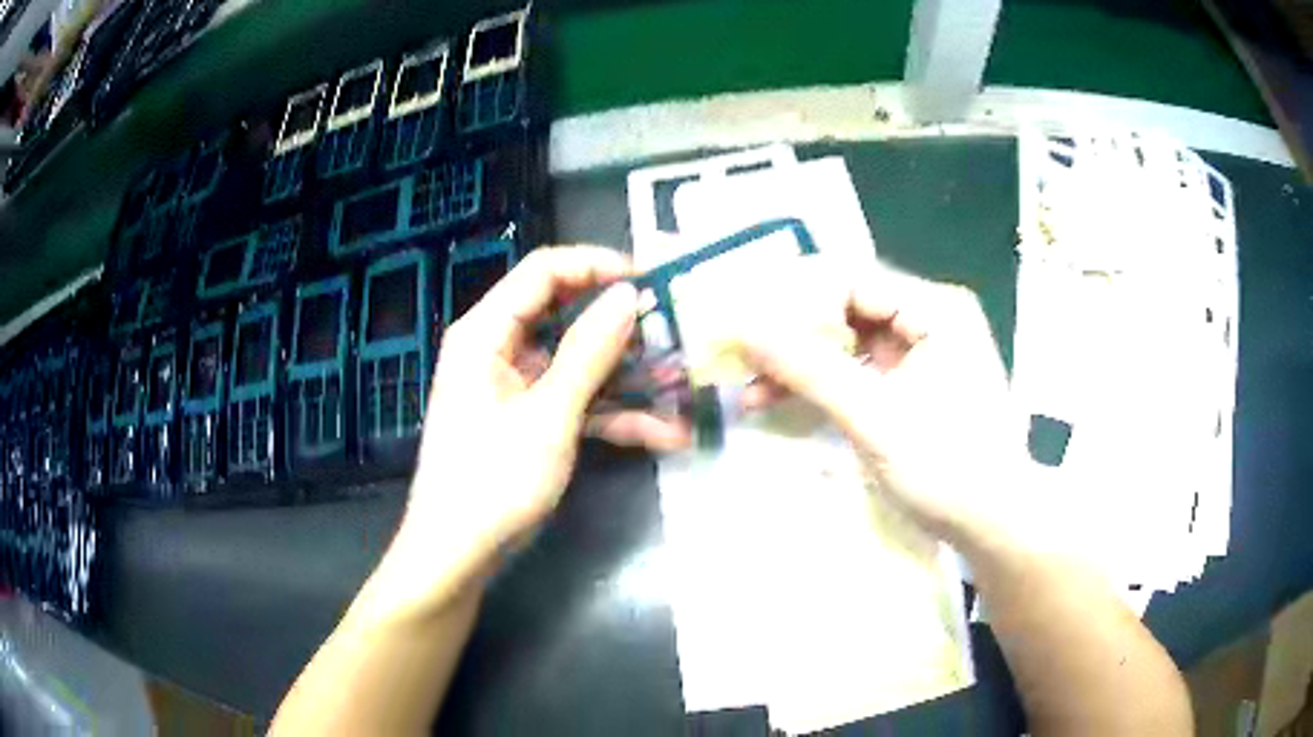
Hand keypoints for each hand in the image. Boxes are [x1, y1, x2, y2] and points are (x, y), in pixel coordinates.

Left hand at [377, 247, 689, 618]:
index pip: (544, 271)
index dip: (598, 265)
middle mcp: (499, 348)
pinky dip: (614, 414)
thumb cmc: (492, 481)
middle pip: (567, 314)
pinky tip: (664, 433)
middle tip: (676, 330)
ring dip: (628, 377)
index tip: (651, 278)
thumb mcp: (548, 416)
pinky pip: (576, 401)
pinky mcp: (531, 418)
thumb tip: (627, 295)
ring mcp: (517, 386)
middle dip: (623, 326)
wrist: (458, 554)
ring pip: (579, 362)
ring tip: (683, 385)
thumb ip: (589, 352)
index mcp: (487, 332)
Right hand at [736, 265, 1029, 547]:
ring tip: (750, 390)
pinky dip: (821, 386)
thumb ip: (809, 369)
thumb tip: (743, 329)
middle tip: (741, 359)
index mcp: (935, 309)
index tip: (745, 325)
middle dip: (792, 337)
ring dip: (800, 365)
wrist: (993, 527)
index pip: (850, 280)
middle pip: (846, 309)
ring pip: (846, 343)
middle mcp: (929, 319)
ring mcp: (921, 354)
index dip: (794, 300)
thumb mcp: (874, 417)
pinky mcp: (911, 387)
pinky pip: (857, 372)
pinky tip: (781, 401)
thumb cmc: (947, 467)